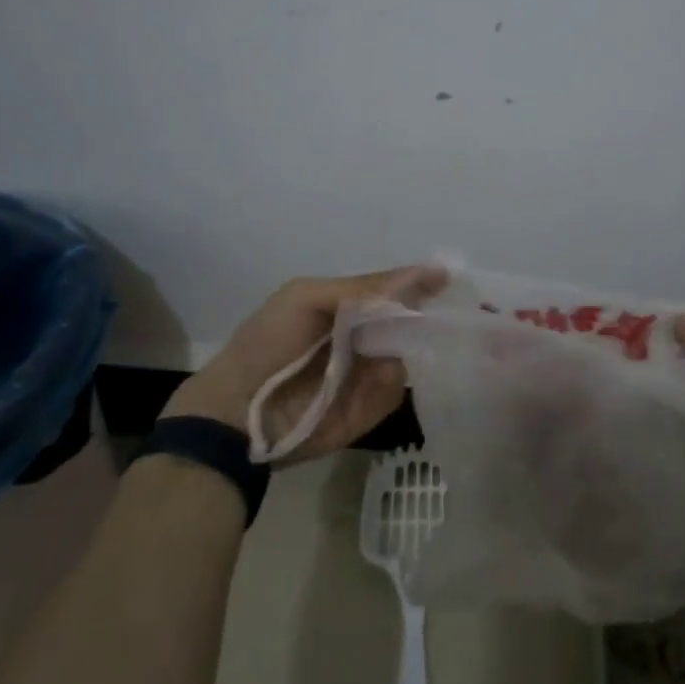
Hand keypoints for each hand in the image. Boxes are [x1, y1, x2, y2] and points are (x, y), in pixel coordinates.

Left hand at [163, 266, 447, 461]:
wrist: (236, 412)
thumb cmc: (269, 343)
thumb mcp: (308, 298)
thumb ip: (364, 287)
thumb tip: (428, 271)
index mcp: (347, 307)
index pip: (395, 291)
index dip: (420, 284)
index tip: (449, 277)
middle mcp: (363, 338)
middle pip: (409, 324)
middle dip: (422, 319)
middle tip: (435, 317)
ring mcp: (367, 376)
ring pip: (407, 357)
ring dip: (399, 353)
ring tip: (374, 357)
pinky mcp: (368, 412)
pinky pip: (393, 392)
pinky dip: (383, 386)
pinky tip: (363, 384)